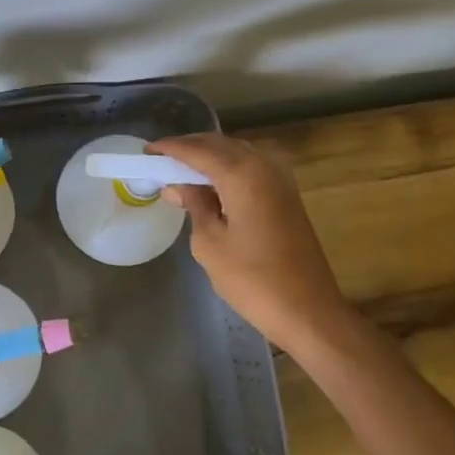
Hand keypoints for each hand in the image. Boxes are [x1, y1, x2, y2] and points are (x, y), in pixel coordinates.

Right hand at [149, 133, 352, 356]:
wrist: (308, 310)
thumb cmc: (252, 280)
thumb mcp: (210, 243)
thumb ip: (194, 205)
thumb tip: (177, 185)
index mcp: (242, 175)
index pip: (198, 150)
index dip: (170, 148)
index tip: (147, 151)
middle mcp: (264, 167)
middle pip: (221, 144)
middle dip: (190, 147)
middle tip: (161, 159)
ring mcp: (280, 180)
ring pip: (238, 152)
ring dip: (210, 155)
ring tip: (182, 170)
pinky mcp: (287, 195)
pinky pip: (252, 166)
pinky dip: (229, 167)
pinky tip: (212, 183)